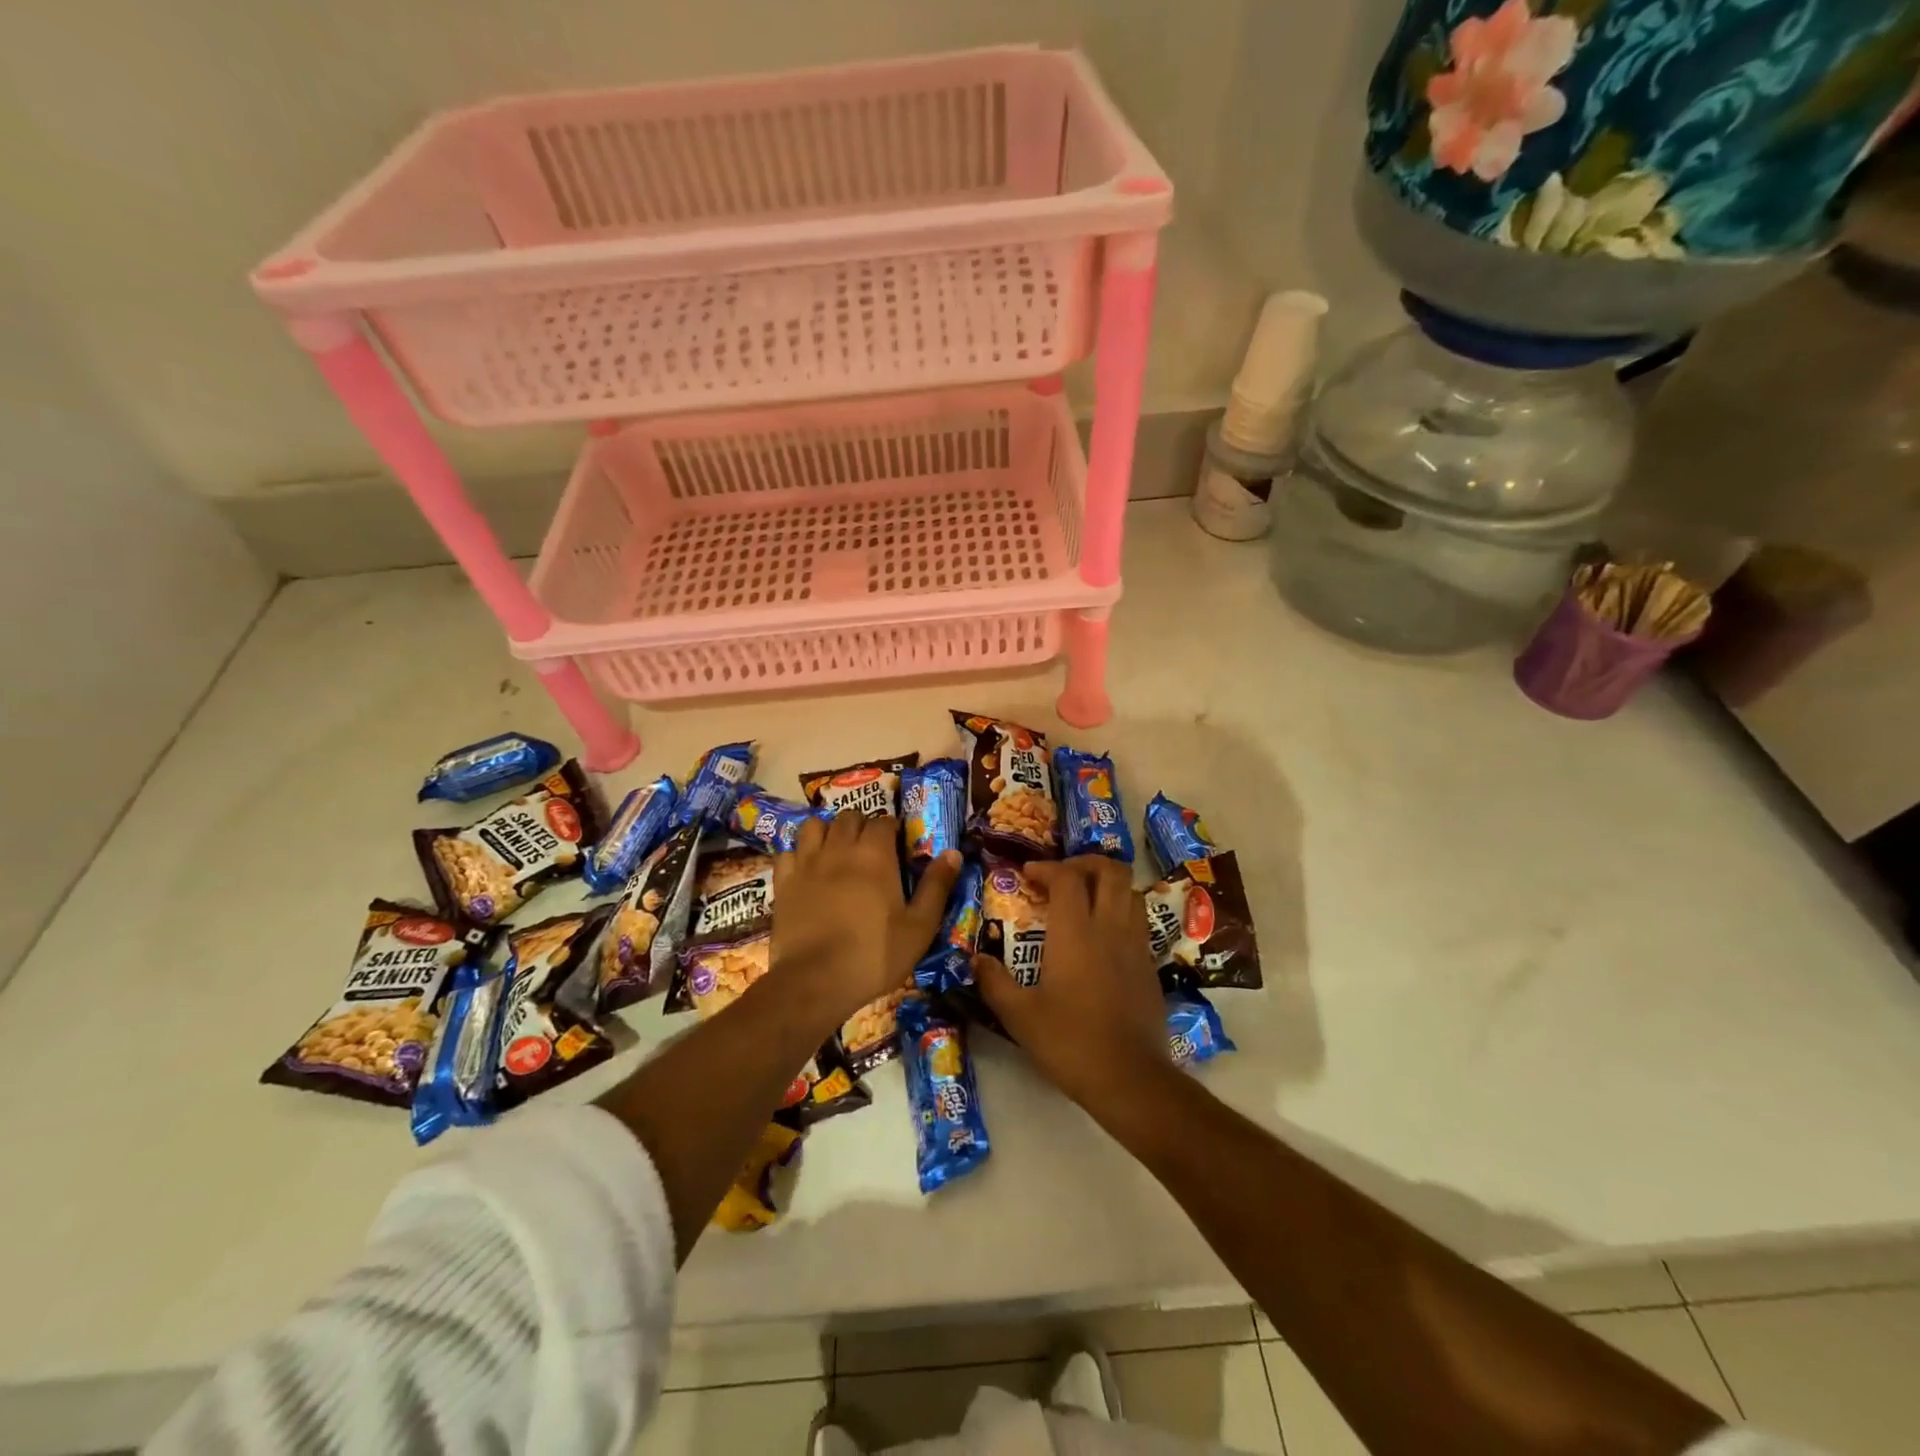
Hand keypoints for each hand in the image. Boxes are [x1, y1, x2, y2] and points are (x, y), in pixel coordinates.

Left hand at [771, 812, 959, 1031]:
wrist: (815, 982)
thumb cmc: (874, 955)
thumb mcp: (919, 926)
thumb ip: (936, 886)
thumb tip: (953, 852)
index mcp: (875, 855)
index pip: (883, 821)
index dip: (891, 829)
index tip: (898, 844)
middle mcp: (839, 849)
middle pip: (848, 817)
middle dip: (861, 825)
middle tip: (870, 847)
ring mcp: (806, 863)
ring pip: (814, 826)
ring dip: (827, 831)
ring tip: (836, 849)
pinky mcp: (782, 882)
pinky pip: (788, 852)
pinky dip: (798, 854)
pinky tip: (806, 869)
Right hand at [972, 856, 1169, 1107]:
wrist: (1130, 1078)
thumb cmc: (1070, 1043)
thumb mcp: (1019, 1017)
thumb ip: (994, 983)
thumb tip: (976, 960)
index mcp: (1076, 933)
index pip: (1067, 878)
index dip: (1046, 868)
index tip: (1028, 875)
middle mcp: (1110, 928)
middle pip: (1110, 870)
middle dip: (1085, 862)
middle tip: (1062, 876)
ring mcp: (1135, 944)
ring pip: (1130, 891)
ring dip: (1106, 884)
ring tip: (1084, 899)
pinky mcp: (1149, 965)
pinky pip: (1138, 919)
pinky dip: (1120, 911)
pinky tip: (1102, 935)